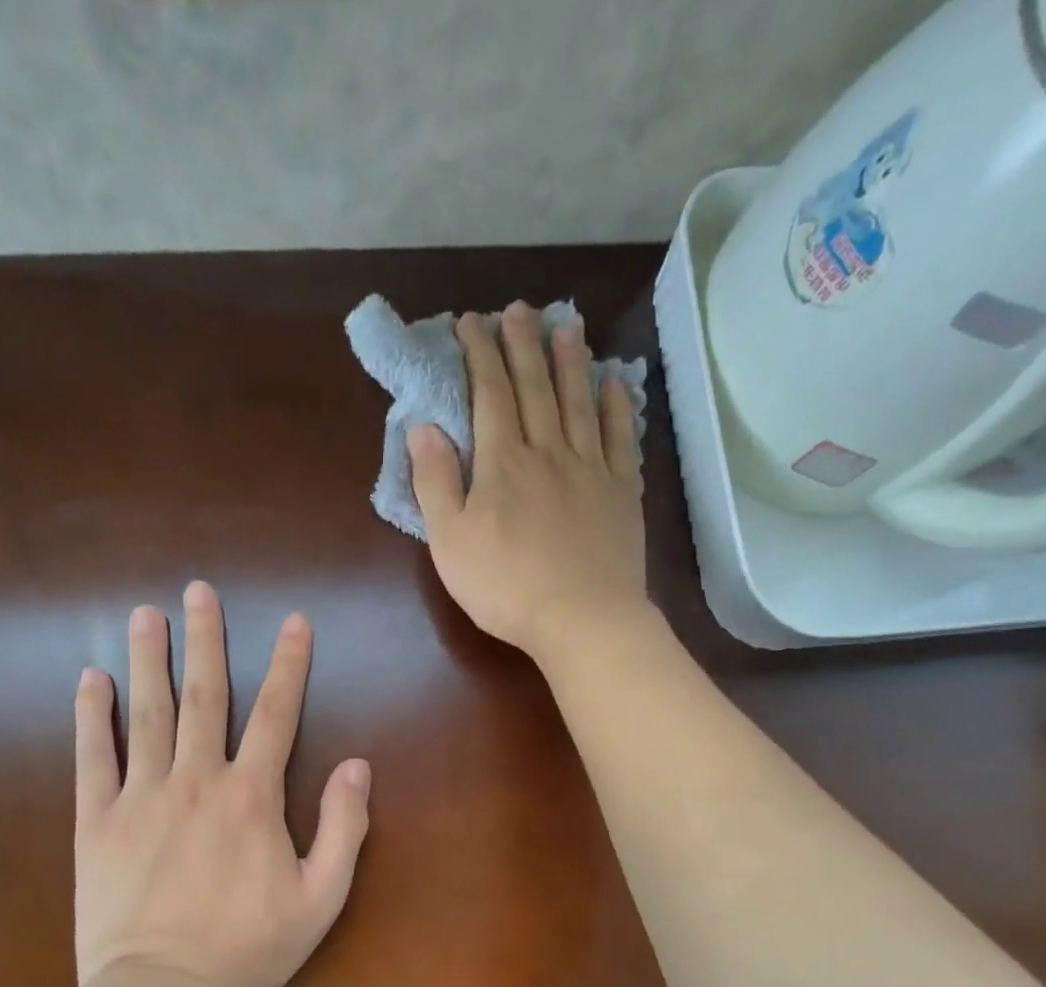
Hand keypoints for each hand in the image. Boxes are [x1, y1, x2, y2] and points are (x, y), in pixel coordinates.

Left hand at [72, 582, 371, 986]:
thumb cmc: (249, 948)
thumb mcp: (322, 896)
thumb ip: (344, 826)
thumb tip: (357, 765)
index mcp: (251, 796)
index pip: (277, 714)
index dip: (289, 664)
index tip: (294, 621)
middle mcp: (197, 780)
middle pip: (205, 696)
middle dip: (205, 640)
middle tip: (198, 591)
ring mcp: (141, 797)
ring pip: (147, 714)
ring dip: (147, 660)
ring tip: (143, 614)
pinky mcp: (97, 822)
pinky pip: (93, 759)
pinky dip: (91, 717)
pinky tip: (88, 680)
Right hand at [410, 301, 647, 662]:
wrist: (581, 618)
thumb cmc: (505, 586)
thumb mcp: (450, 541)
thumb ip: (435, 481)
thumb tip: (424, 426)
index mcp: (503, 463)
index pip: (490, 395)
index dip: (480, 355)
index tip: (471, 322)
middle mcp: (548, 452)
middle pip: (536, 388)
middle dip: (523, 345)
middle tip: (518, 309)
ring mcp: (591, 470)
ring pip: (579, 402)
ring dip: (571, 362)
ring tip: (566, 326)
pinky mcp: (621, 493)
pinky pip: (621, 438)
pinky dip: (617, 406)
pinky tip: (614, 383)